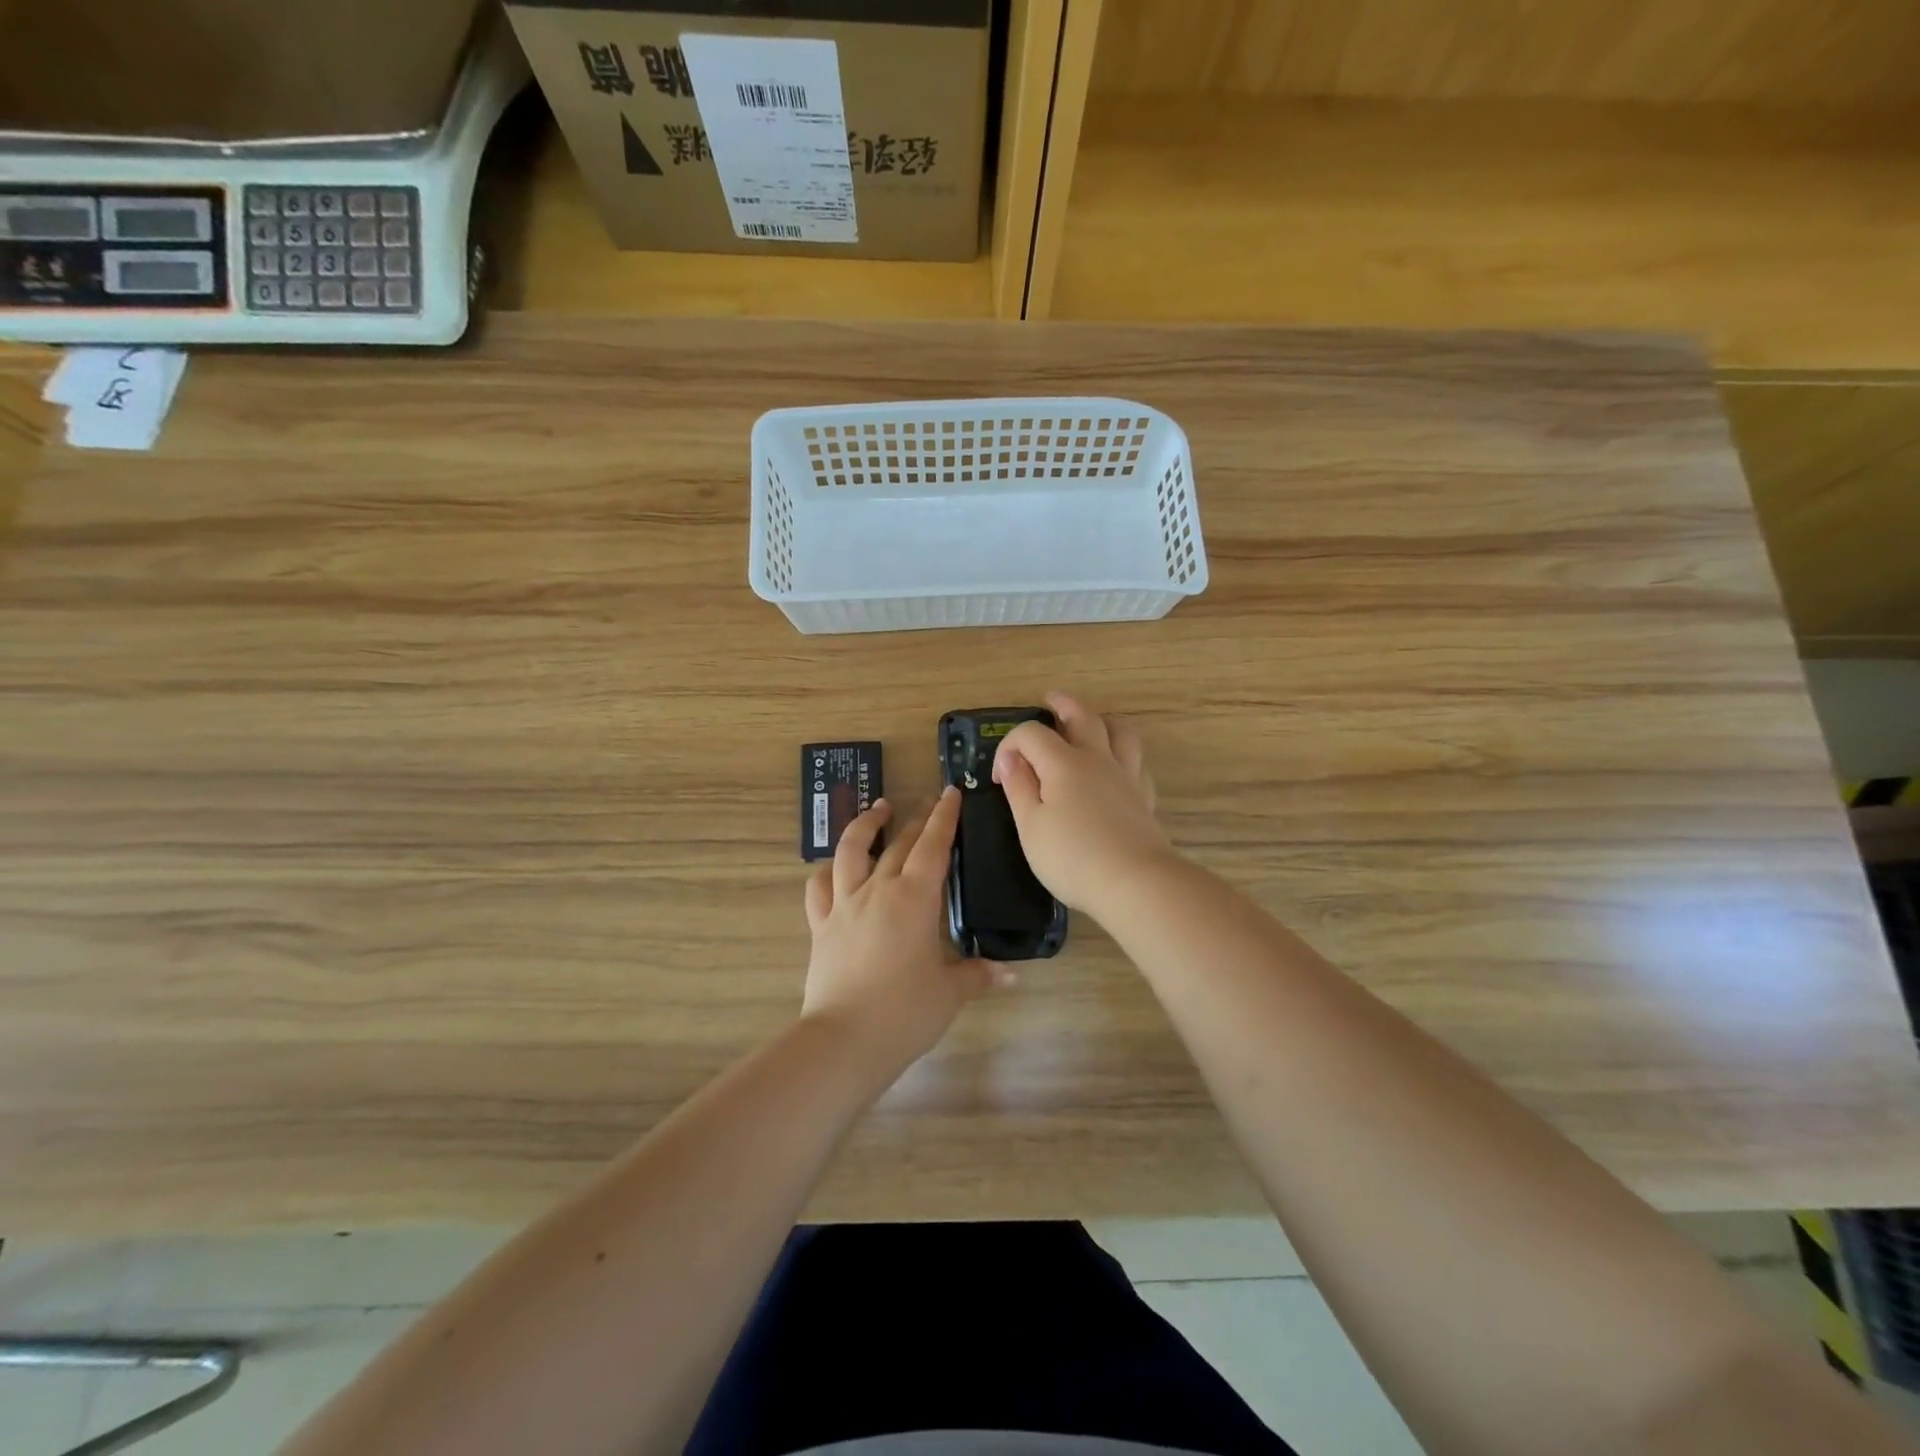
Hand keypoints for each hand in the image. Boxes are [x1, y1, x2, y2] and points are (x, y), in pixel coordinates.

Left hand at [801, 788, 1010, 1083]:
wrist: (844, 1040)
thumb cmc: (905, 1013)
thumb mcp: (950, 993)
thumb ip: (978, 975)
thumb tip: (1013, 975)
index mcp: (914, 899)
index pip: (932, 846)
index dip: (943, 817)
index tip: (950, 793)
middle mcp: (877, 890)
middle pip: (898, 844)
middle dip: (915, 819)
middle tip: (927, 803)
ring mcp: (844, 905)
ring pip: (850, 851)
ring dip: (865, 825)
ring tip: (877, 809)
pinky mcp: (821, 926)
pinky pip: (819, 888)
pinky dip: (826, 871)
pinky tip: (834, 867)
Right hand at [993, 690, 1176, 917]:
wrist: (1135, 883)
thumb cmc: (1073, 857)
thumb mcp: (1031, 826)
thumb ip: (1019, 788)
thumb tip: (1011, 759)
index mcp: (1064, 763)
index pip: (1032, 733)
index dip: (1010, 746)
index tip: (1001, 776)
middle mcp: (1098, 759)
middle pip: (1083, 717)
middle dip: (1063, 705)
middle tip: (1051, 700)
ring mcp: (1126, 777)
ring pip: (1120, 732)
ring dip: (1102, 720)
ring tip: (1092, 723)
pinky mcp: (1144, 797)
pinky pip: (1136, 762)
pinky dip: (1123, 755)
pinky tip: (1117, 768)